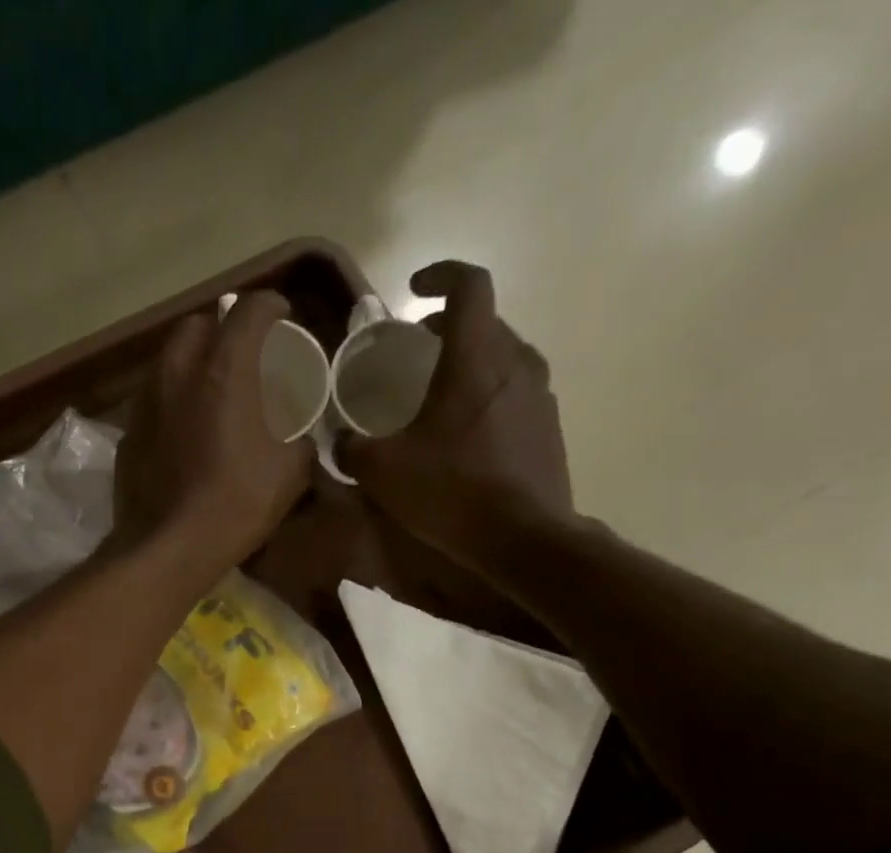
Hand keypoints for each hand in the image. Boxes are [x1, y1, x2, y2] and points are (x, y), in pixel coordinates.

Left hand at [111, 291, 314, 578]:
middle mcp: (178, 373)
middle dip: (220, 328)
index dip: (270, 306)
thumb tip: (301, 441)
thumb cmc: (234, 505)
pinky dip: (170, 402)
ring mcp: (145, 404)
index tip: (282, 317)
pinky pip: (151, 401)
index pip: (249, 310)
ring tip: (209, 388)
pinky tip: (182, 429)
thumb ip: (300, 444)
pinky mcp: (127, 435)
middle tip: (240, 353)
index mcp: (224, 371)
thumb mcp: (289, 474)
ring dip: (190, 363)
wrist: (166, 549)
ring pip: (167, 360)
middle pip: (197, 325)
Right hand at [339, 262, 579, 575]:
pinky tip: (466, 435)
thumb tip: (341, 441)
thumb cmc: (451, 492)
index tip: (413, 291)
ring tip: (440, 394)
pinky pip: (516, 394)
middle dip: (448, 327)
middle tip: (416, 350)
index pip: (468, 286)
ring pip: (504, 358)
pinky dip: (489, 396)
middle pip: (486, 322)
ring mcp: (539, 396)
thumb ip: (353, 449)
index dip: (439, 276)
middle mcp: (515, 364)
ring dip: (471, 363)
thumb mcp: (383, 472)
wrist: (523, 539)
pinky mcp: (549, 428)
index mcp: (475, 359)